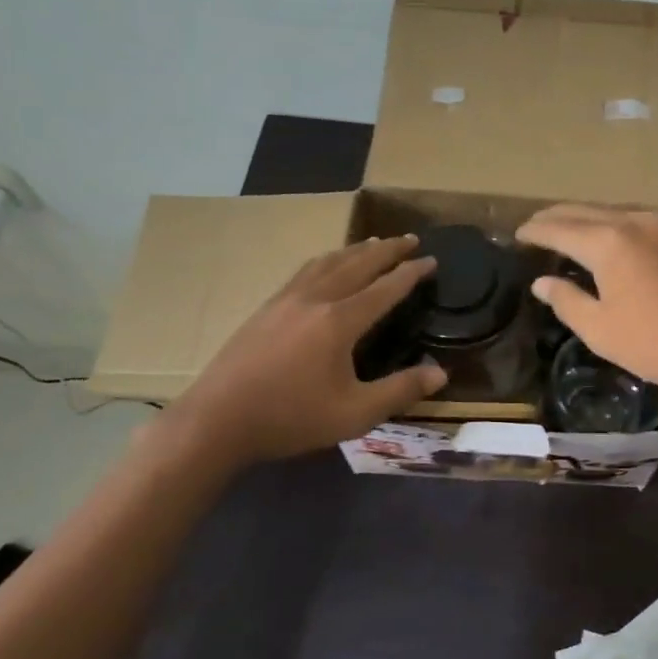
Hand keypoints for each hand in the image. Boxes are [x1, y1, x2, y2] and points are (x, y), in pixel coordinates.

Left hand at [163, 234, 446, 469]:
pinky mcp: (266, 308)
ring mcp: (285, 300)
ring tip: (374, 244)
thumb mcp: (355, 414)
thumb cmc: (290, 418)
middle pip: (357, 264)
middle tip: (411, 238)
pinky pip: (305, 271)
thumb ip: (400, 391)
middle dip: (387, 250)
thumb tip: (440, 373)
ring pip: (327, 262)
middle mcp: (315, 300)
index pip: (385, 288)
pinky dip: (327, 260)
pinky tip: (325, 266)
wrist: (217, 420)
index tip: (431, 260)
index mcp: (339, 321)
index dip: (411, 273)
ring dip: (356, 250)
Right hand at [516, 205, 657, 403]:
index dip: (534, 231)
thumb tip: (542, 281)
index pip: (559, 228)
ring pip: (612, 212)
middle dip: (555, 217)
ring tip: (566, 231)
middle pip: (584, 211)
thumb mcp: (601, 330)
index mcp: (608, 241)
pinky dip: (611, 225)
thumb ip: (566, 300)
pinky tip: (608, 240)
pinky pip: (635, 221)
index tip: (516, 235)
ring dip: (584, 218)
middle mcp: (634, 221)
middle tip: (533, 227)